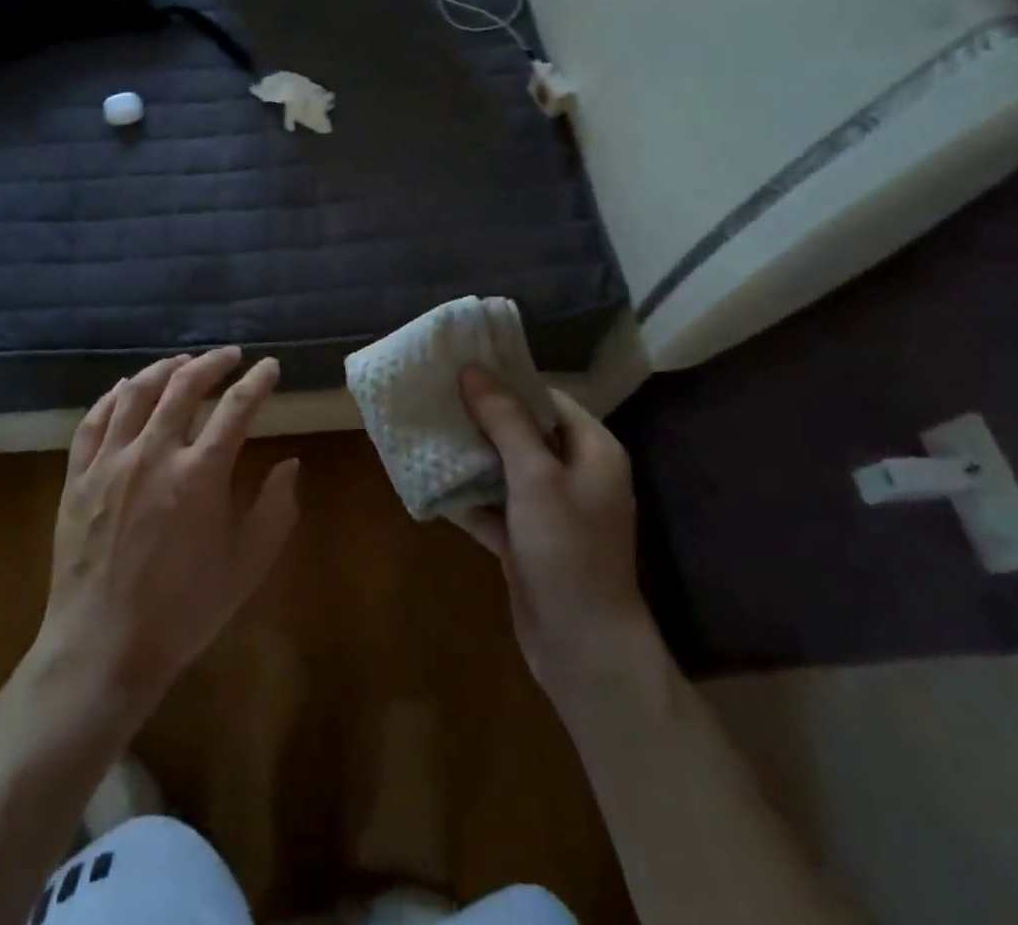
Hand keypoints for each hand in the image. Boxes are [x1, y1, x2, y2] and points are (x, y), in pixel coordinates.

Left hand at [36, 348, 298, 722]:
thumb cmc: (183, 610)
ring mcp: (110, 462)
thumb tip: (290, 464)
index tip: (270, 366)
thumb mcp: (246, 566)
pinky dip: (113, 397)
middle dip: (212, 362)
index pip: (237, 407)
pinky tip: (124, 389)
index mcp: (200, 474)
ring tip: (181, 362)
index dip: (258, 381)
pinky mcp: (78, 478)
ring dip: (163, 369)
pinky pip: (93, 421)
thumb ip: (275, 510)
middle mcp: (154, 453)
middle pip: (184, 386)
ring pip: (136, 393)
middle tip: (229, 355)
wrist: (102, 649)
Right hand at [456, 366, 654, 707]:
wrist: (584, 651)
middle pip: (522, 430)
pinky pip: (494, 504)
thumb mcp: (535, 477)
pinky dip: (467, 495)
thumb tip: (473, 369)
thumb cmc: (568, 551)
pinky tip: (429, 480)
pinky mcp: (527, 538)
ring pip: (504, 468)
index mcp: (592, 449)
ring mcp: (550, 509)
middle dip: (479, 417)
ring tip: (425, 429)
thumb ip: (505, 420)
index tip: (461, 367)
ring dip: (469, 455)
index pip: (545, 398)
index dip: (505, 381)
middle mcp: (575, 473)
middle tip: (434, 395)